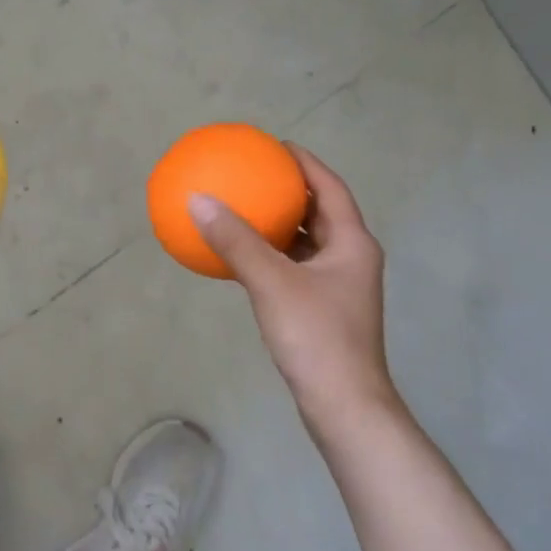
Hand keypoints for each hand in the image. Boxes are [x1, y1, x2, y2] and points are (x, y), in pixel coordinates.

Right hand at [189, 145, 399, 433]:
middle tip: (254, 175)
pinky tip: (240, 258)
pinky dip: (270, 256)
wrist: (343, 405)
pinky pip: (293, 268)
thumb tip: (199, 201)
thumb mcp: (272, 283)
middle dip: (289, 191)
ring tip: (243, 208)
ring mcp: (338, 286)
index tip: (274, 146)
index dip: (305, 162)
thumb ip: (237, 241)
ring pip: (306, 243)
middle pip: (319, 212)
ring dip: (278, 225)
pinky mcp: (322, 310)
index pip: (330, 187)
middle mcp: (350, 258)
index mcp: (351, 243)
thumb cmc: (316, 337)